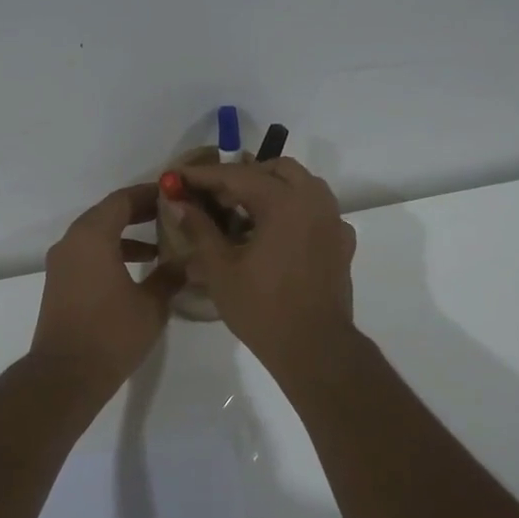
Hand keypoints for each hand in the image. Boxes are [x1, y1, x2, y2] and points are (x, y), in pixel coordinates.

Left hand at [30, 183, 180, 389]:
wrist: (66, 374)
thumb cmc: (111, 333)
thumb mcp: (152, 304)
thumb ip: (169, 276)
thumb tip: (185, 262)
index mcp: (93, 236)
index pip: (122, 200)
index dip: (149, 194)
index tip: (174, 194)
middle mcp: (72, 241)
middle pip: (107, 213)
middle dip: (139, 212)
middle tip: (171, 215)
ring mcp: (62, 263)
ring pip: (97, 235)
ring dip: (126, 235)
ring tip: (160, 247)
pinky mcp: (60, 282)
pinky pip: (88, 254)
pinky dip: (112, 252)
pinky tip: (137, 271)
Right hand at [174, 158, 357, 374]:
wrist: (315, 348)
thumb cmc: (263, 308)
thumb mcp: (220, 269)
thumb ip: (199, 229)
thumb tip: (177, 202)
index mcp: (285, 202)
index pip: (237, 175)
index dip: (203, 175)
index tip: (177, 176)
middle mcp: (314, 201)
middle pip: (275, 170)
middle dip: (241, 176)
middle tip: (212, 196)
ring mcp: (333, 220)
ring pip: (300, 185)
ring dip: (269, 189)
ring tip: (241, 212)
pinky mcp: (341, 242)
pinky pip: (315, 210)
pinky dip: (291, 210)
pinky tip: (273, 233)